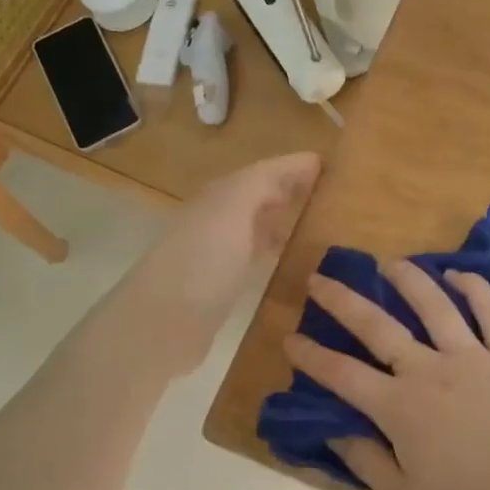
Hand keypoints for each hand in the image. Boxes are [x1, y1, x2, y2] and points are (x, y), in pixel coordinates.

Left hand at [120, 153, 321, 375]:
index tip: (329, 164)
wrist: (160, 325)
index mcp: (219, 197)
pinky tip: (288, 258)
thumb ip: (262, 182)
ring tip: (316, 221)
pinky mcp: (219, 286)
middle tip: (329, 191)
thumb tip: (298, 165)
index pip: (262, 172)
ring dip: (281, 219)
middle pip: (257, 196)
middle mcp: (216, 219)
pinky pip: (253, 255)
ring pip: (255, 225)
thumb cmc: (201, 261)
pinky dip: (272, 249)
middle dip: (288, 189)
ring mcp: (216, 253)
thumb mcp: (232, 209)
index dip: (292, 166)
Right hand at [285, 260, 489, 489]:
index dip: (312, 356)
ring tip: (388, 262)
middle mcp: (429, 370)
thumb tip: (334, 431)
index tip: (289, 337)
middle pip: (378, 326)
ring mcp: (472, 356)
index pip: (342, 375)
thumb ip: (366, 462)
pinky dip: (475, 288)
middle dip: (343, 301)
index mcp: (400, 407)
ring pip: (435, 305)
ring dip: (408, 279)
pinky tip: (457, 273)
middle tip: (320, 278)